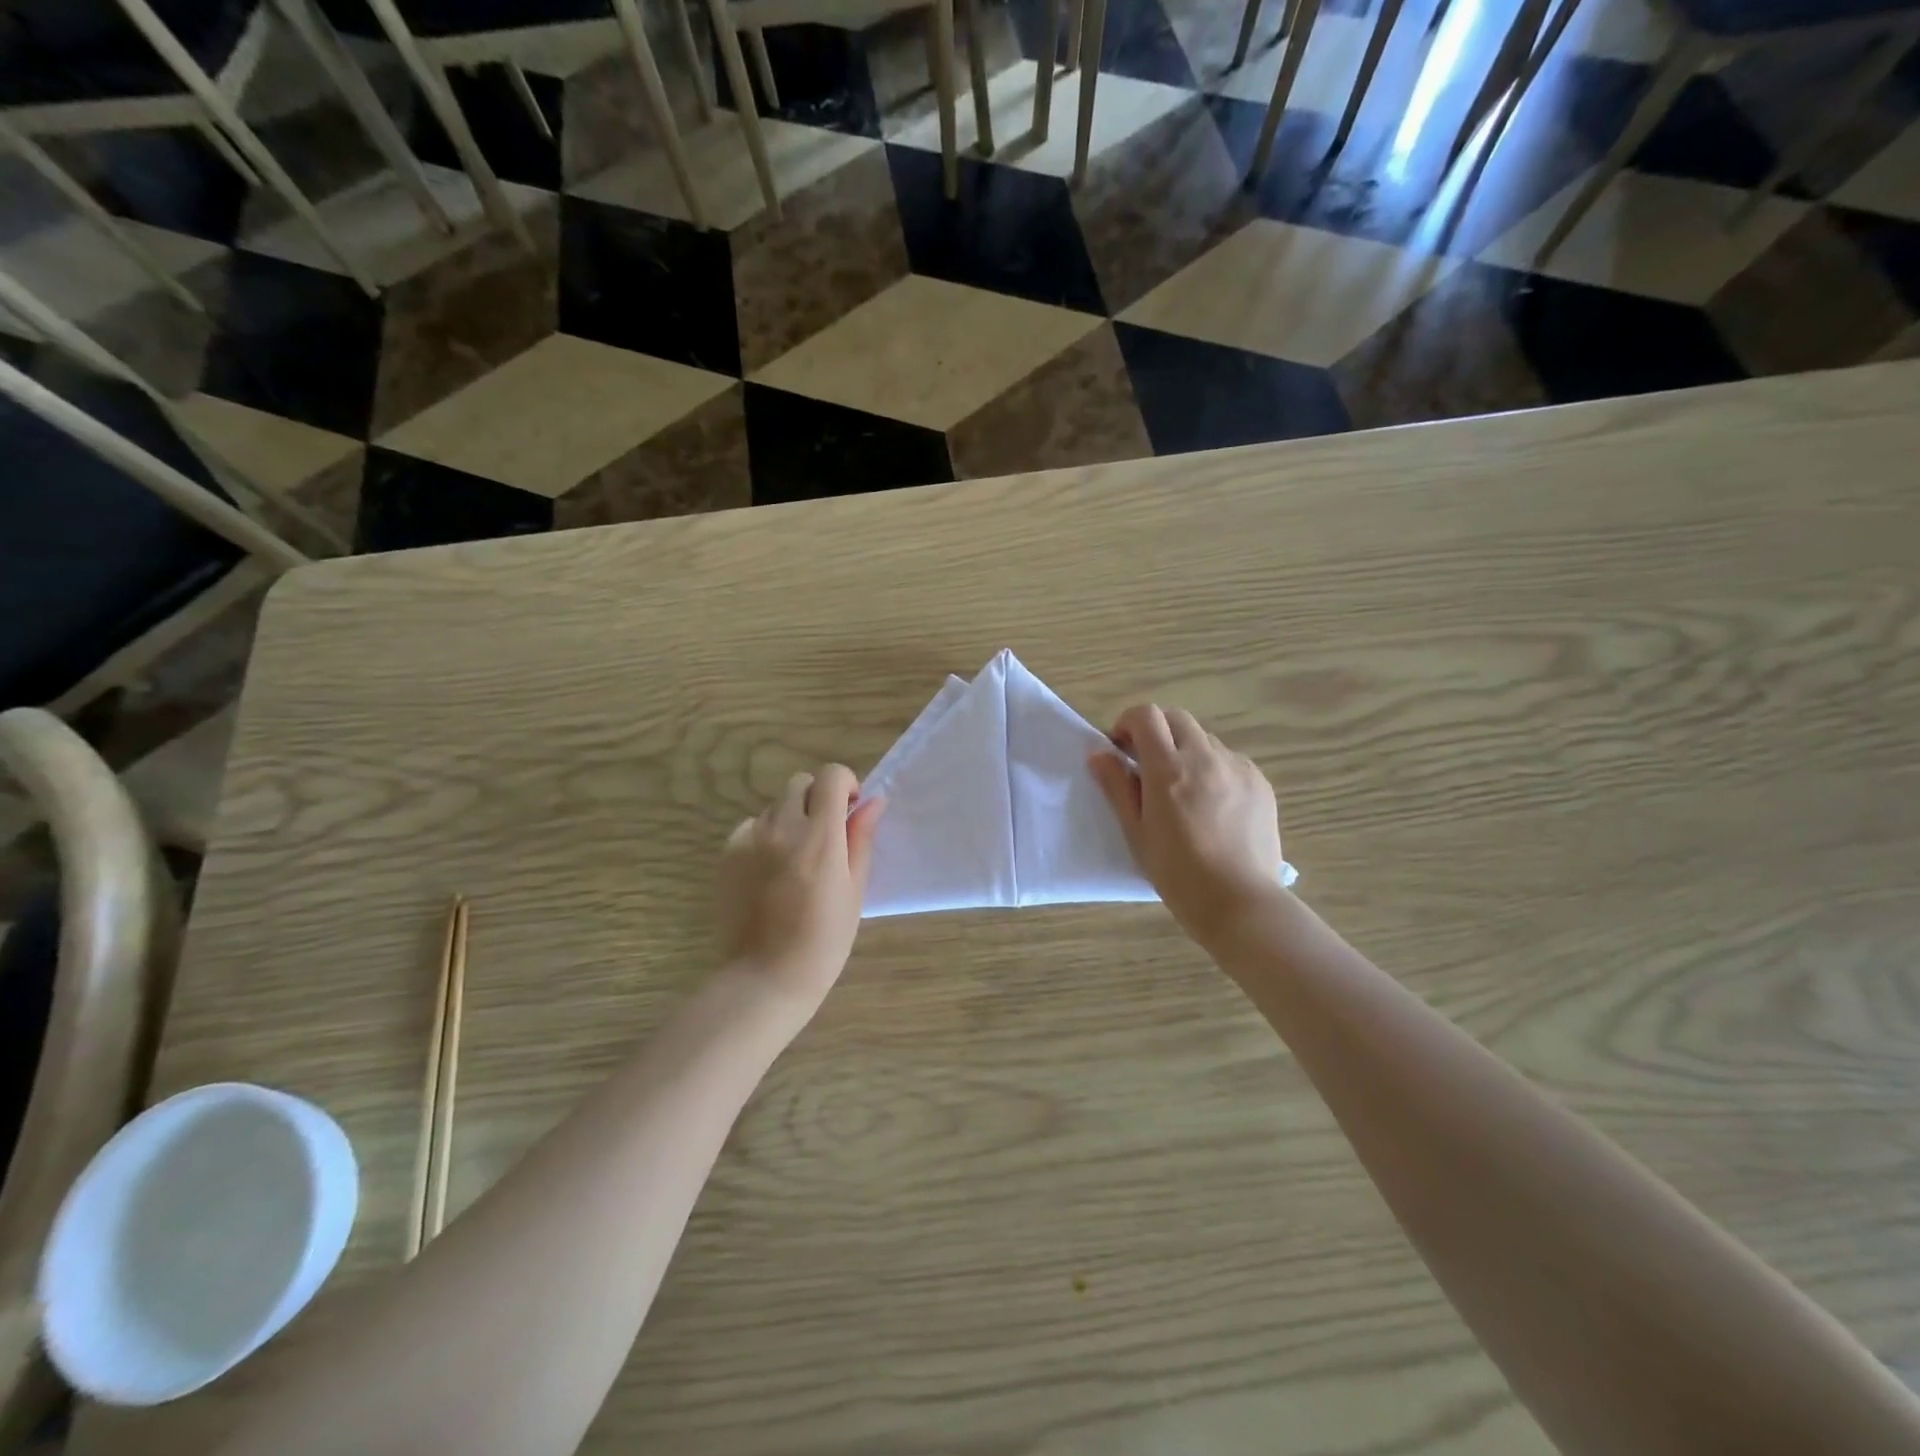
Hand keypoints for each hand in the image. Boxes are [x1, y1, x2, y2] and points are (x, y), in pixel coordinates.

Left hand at [718, 765, 884, 1014]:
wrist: (766, 977)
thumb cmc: (824, 940)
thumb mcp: (854, 890)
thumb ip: (861, 839)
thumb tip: (872, 802)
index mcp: (820, 836)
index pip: (831, 776)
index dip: (845, 784)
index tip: (850, 810)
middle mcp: (782, 827)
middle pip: (800, 783)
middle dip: (818, 798)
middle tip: (826, 834)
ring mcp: (750, 839)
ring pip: (775, 806)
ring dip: (791, 818)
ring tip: (796, 859)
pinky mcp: (728, 854)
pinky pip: (751, 827)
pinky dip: (765, 836)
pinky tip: (771, 872)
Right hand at [1089, 705, 1284, 944]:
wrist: (1240, 902)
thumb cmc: (1177, 873)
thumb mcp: (1136, 832)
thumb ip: (1117, 787)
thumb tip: (1100, 754)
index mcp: (1168, 768)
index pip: (1146, 716)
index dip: (1128, 723)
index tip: (1121, 750)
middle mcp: (1205, 757)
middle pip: (1176, 719)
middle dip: (1156, 732)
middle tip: (1147, 766)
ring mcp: (1238, 767)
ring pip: (1204, 740)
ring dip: (1185, 751)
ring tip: (1182, 791)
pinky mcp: (1260, 783)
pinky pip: (1229, 761)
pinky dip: (1213, 769)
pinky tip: (1212, 806)